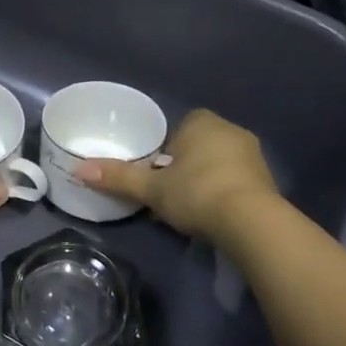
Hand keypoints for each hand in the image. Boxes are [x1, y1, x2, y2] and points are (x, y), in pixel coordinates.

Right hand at [74, 108, 276, 242]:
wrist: (251, 222)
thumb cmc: (196, 193)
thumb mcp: (152, 189)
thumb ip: (118, 177)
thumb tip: (78, 170)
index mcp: (202, 123)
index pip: (181, 125)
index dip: (167, 146)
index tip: (157, 168)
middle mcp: (231, 131)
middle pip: (200, 143)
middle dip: (187, 162)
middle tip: (169, 188)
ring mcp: (253, 155)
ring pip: (220, 161)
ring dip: (207, 177)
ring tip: (190, 204)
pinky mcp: (268, 180)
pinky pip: (237, 179)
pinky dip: (225, 191)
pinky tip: (214, 213)